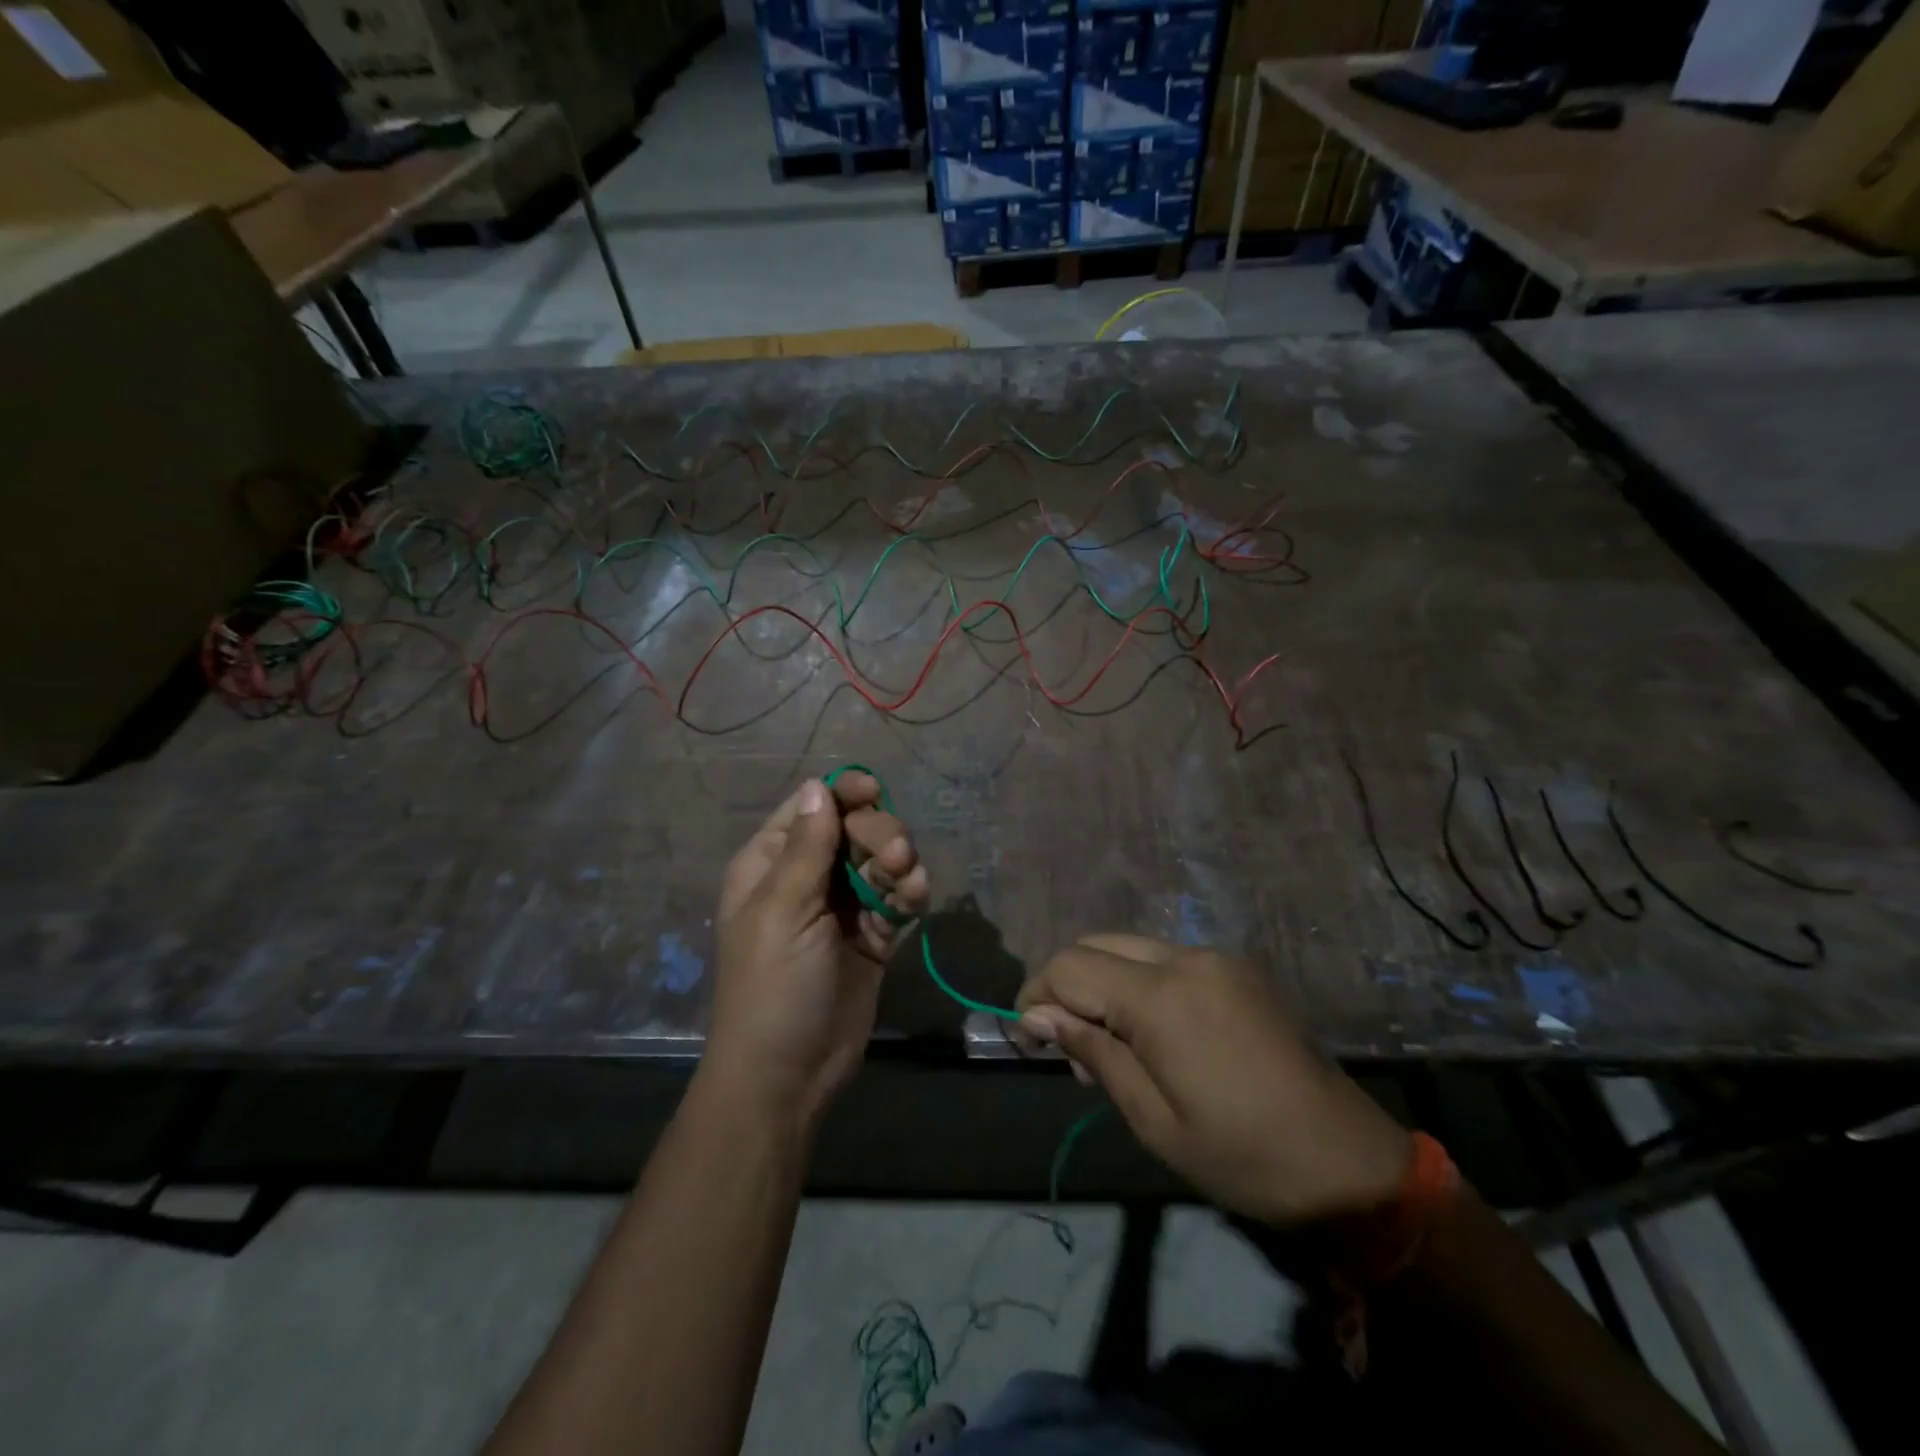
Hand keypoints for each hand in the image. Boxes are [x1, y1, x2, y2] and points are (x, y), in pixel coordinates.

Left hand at [706, 773, 928, 1133]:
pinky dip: (908, 891)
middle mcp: (807, 878)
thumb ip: (806, 846)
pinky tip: (915, 899)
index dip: (842, 794)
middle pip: (852, 829)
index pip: (810, 809)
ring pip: (880, 860)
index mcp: (771, 864)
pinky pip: (895, 896)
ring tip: (908, 882)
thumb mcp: (783, 910)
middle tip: (895, 855)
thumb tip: (816, 785)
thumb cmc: (772, 986)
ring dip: (899, 862)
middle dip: (878, 834)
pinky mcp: (872, 935)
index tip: (875, 791)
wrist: (789, 1074)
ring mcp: (841, 907)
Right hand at [1016, 935, 1410, 1224]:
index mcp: (1162, 997)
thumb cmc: (1242, 1156)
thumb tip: (1038, 1015)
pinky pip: (1167, 959)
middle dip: (1066, 983)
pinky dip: (1139, 983)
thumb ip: (1092, 1053)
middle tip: (1066, 1046)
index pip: (1070, 966)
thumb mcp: (1153, 1119)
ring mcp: (1217, 959)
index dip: (1036, 994)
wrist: (1350, 1165)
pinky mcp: (1239, 970)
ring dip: (1103, 982)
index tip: (1027, 1038)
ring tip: (1108, 1047)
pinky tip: (1152, 1034)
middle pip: (1097, 943)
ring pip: (1131, 947)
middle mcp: (1187, 959)